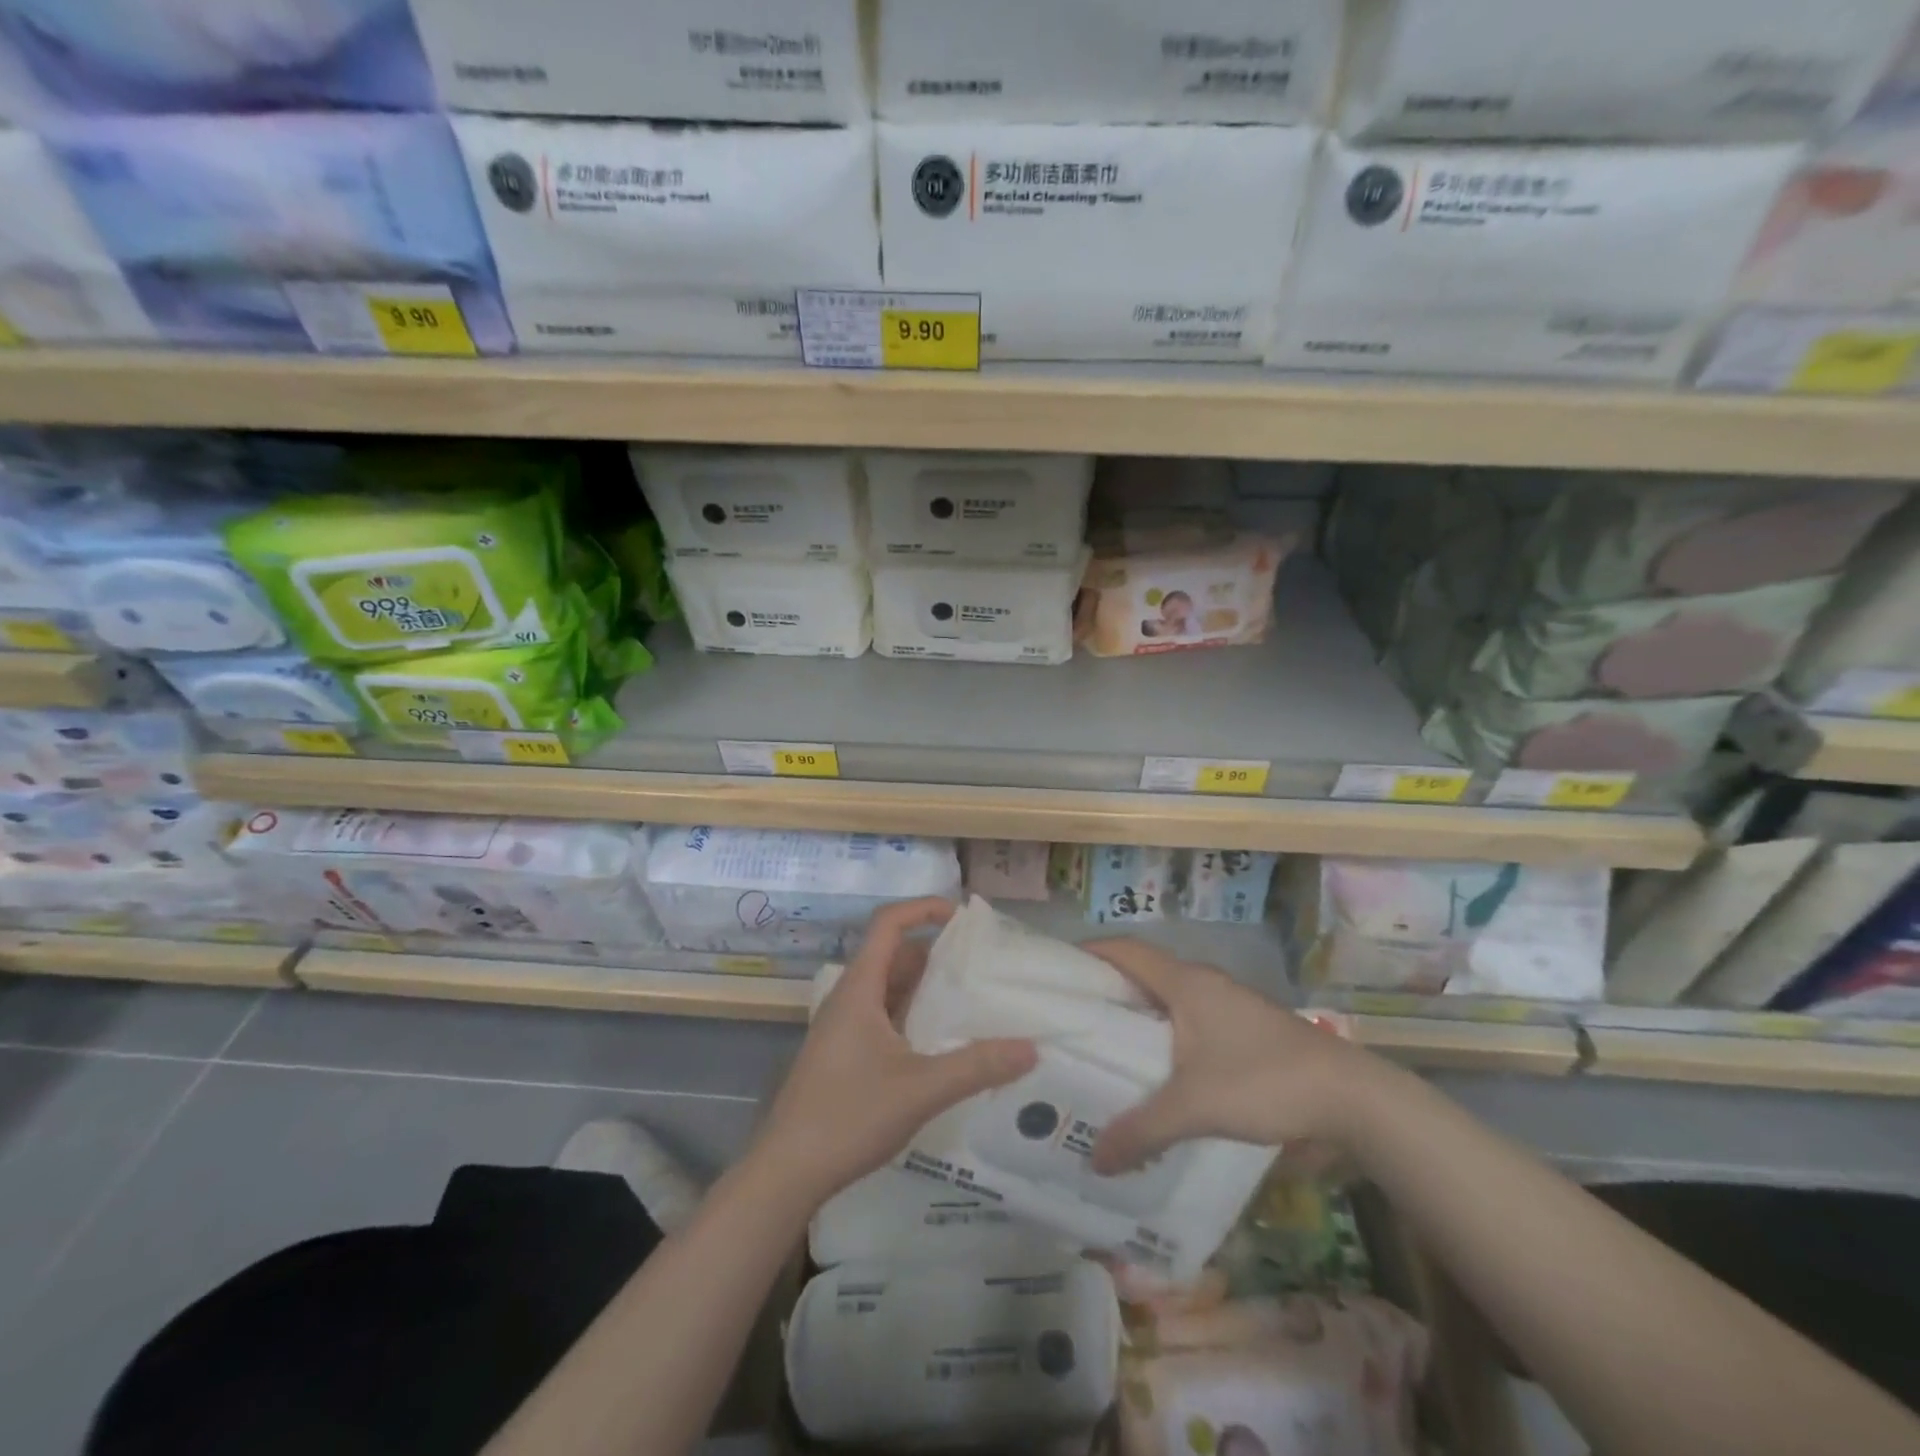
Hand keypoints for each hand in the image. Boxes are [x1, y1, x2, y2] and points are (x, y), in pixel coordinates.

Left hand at [750, 898, 1037, 1210]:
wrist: (786, 1172)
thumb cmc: (848, 1117)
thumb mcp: (921, 1089)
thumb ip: (977, 1066)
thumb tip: (1031, 1048)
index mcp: (859, 989)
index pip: (888, 923)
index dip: (924, 908)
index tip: (962, 917)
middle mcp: (849, 998)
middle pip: (893, 955)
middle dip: (935, 952)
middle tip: (980, 964)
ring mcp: (844, 1027)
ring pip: (889, 989)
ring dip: (925, 988)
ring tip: (970, 999)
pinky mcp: (844, 1054)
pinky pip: (885, 1017)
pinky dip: (913, 1016)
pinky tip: (941, 1043)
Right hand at [1084, 939, 1379, 1174]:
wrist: (1350, 1098)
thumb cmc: (1264, 1080)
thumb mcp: (1195, 1107)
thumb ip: (1142, 1130)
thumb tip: (1095, 1159)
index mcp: (1185, 982)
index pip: (1125, 950)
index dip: (1090, 953)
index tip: (1056, 972)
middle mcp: (1203, 983)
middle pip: (1142, 974)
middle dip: (1106, 992)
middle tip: (1070, 1022)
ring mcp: (1226, 1004)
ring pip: (1168, 1000)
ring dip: (1138, 1018)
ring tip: (1105, 1051)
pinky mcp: (1243, 1028)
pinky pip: (1189, 1020)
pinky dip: (1165, 1036)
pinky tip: (1157, 1073)